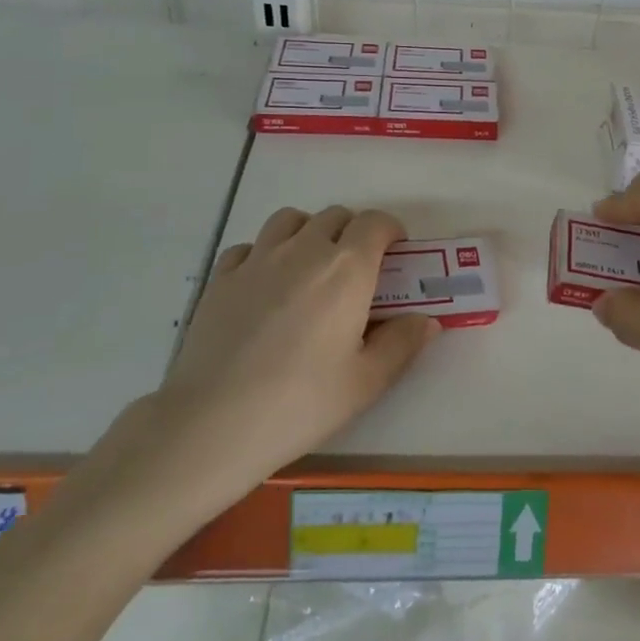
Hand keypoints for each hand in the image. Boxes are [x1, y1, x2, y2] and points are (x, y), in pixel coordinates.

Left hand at [143, 206, 436, 500]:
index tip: (395, 255)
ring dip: (308, 232)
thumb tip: (426, 320)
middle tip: (356, 271)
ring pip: (290, 220)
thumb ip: (402, 344)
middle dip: (352, 233)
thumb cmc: (300, 403)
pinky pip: (250, 246)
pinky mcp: (221, 278)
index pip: (375, 223)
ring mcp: (258, 259)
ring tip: (310, 268)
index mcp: (346, 268)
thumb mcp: (366, 382)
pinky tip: (265, 286)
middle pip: (334, 216)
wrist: (213, 424)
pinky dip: (265, 253)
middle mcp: (304, 250)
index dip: (390, 232)